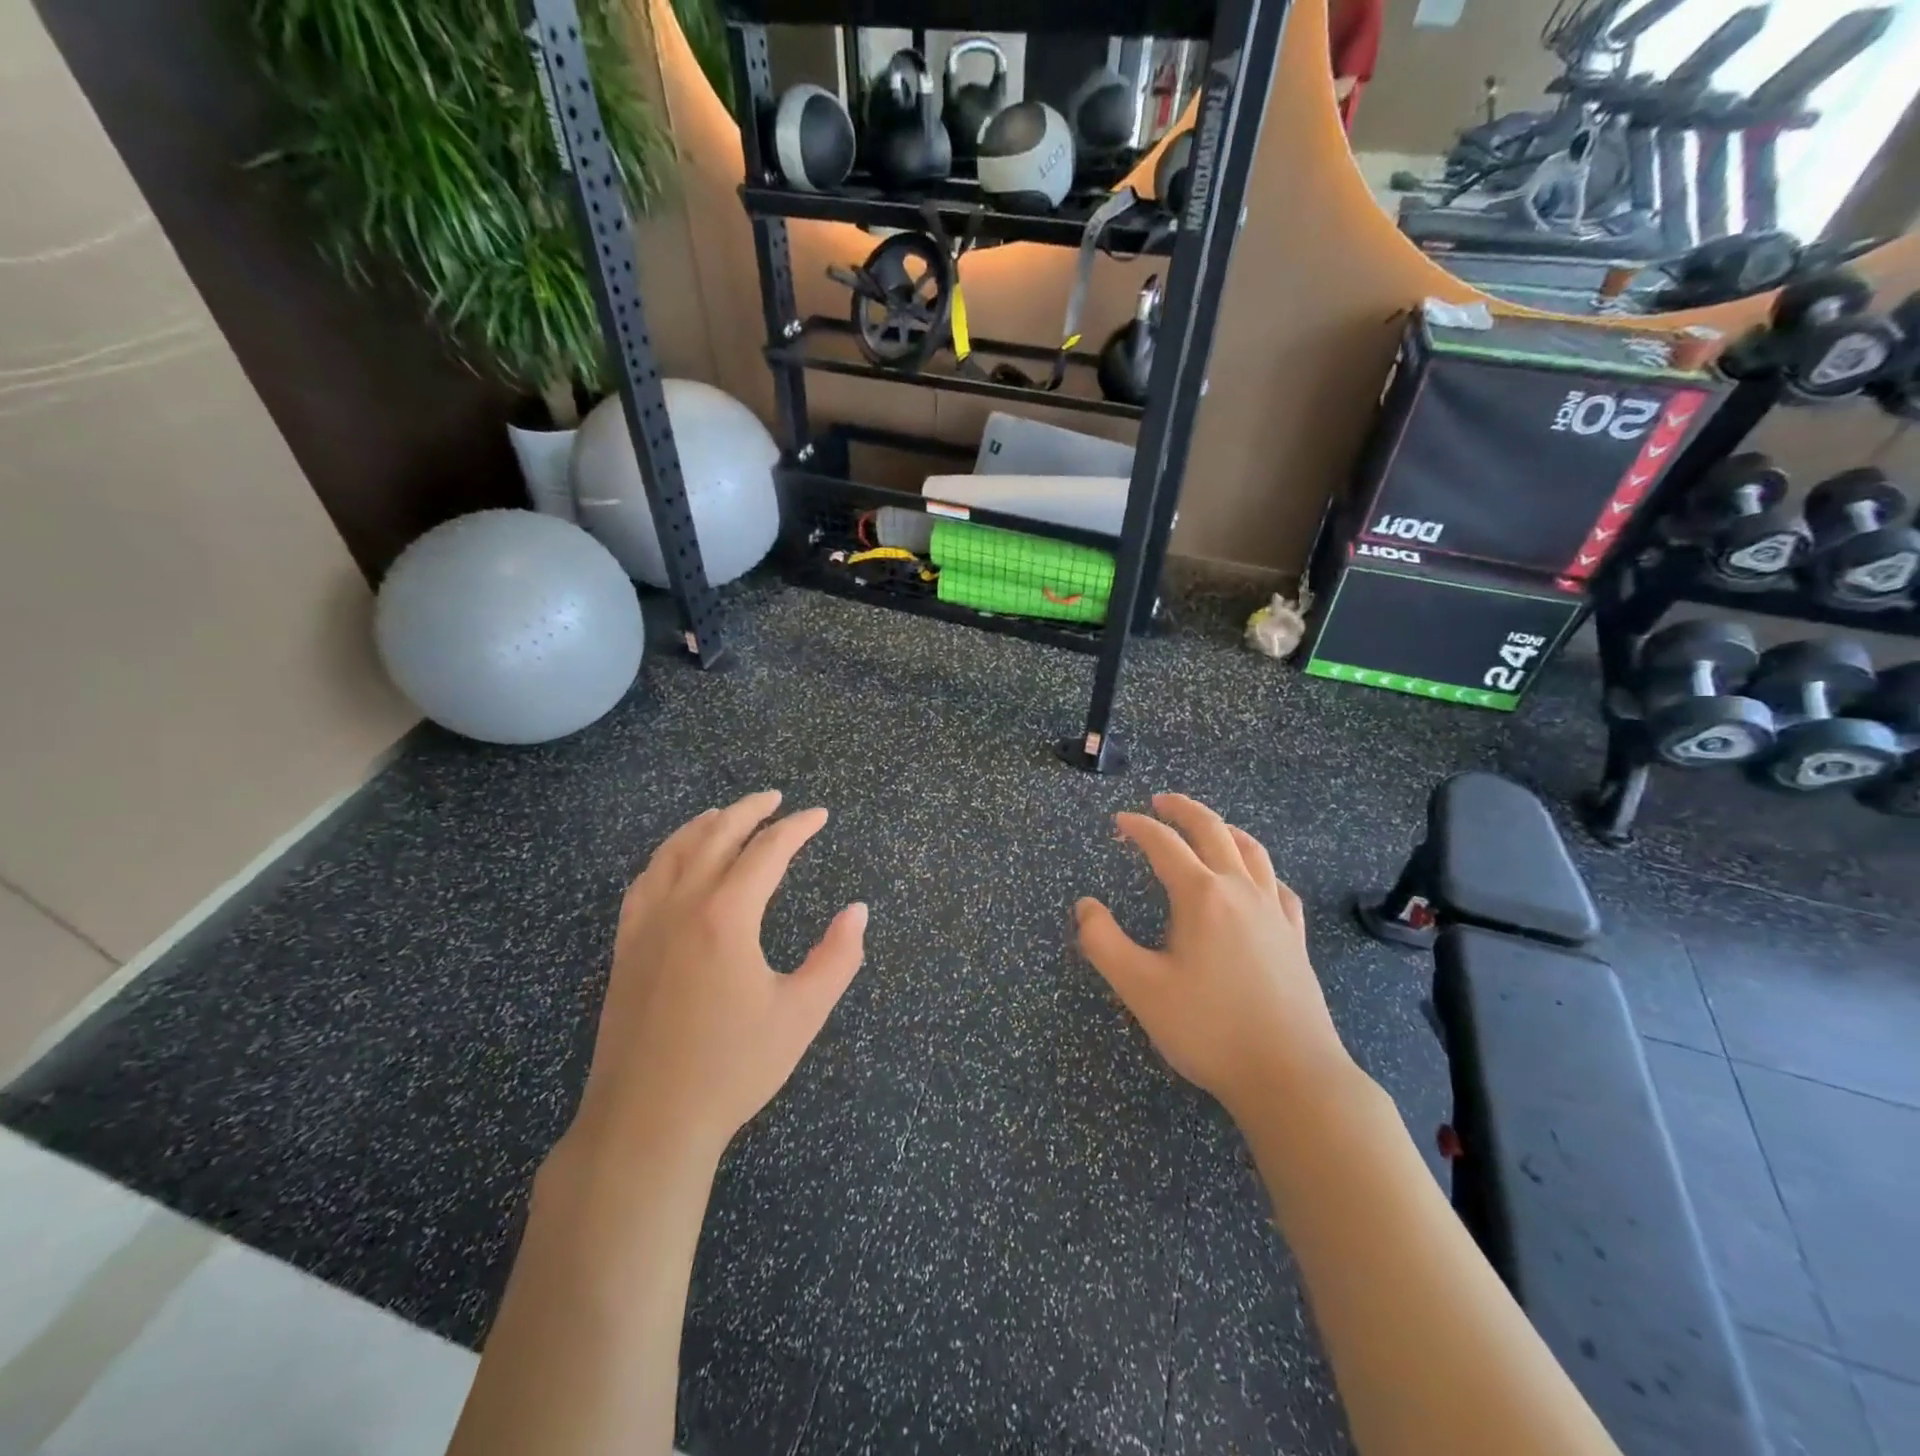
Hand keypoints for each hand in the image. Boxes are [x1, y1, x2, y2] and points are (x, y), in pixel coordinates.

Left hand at [567, 791, 867, 1166]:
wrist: (647, 1122)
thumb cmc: (733, 1068)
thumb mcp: (802, 1014)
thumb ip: (838, 957)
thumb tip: (858, 910)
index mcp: (727, 916)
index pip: (767, 851)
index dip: (797, 828)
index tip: (819, 816)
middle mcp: (682, 905)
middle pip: (716, 835)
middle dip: (750, 810)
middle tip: (775, 798)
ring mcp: (646, 924)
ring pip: (673, 851)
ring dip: (704, 824)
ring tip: (727, 814)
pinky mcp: (625, 946)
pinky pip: (644, 881)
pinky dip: (666, 855)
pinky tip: (675, 860)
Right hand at [1075, 794, 1352, 1117]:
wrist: (1290, 1076)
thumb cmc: (1208, 1029)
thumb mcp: (1139, 988)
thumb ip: (1103, 942)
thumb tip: (1085, 906)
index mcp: (1201, 896)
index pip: (1164, 845)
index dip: (1139, 827)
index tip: (1119, 822)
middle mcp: (1240, 891)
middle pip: (1213, 831)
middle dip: (1183, 810)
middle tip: (1161, 802)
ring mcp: (1274, 912)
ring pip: (1252, 851)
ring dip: (1225, 829)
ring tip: (1209, 826)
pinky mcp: (1295, 937)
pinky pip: (1278, 886)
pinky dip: (1260, 869)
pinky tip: (1256, 881)